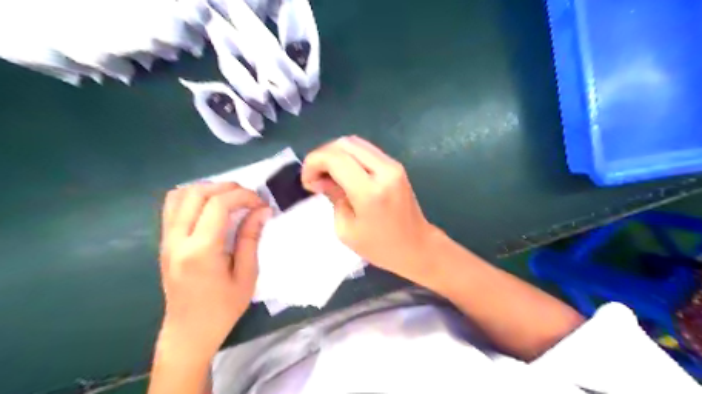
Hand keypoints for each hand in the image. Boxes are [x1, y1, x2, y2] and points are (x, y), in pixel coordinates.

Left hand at [157, 183, 269, 361]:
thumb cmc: (223, 308)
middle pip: (197, 193)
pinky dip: (193, 197)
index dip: (243, 196)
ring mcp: (166, 240)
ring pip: (180, 195)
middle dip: (227, 188)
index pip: (218, 204)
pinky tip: (210, 207)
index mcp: (200, 250)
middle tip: (249, 198)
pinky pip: (172, 207)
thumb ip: (251, 238)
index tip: (261, 204)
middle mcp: (178, 240)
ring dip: (208, 189)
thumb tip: (262, 210)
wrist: (188, 332)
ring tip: (230, 199)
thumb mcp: (246, 275)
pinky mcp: (164, 242)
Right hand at [301, 135, 436, 282]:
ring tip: (327, 175)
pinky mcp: (396, 166)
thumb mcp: (346, 229)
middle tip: (315, 177)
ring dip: (335, 154)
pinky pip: (366, 150)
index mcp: (370, 191)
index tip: (307, 181)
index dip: (313, 163)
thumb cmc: (380, 247)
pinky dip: (349, 156)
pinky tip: (343, 173)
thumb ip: (332, 196)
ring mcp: (393, 165)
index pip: (335, 158)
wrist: (416, 246)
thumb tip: (321, 178)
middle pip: (344, 144)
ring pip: (355, 143)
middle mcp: (384, 171)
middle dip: (322, 156)